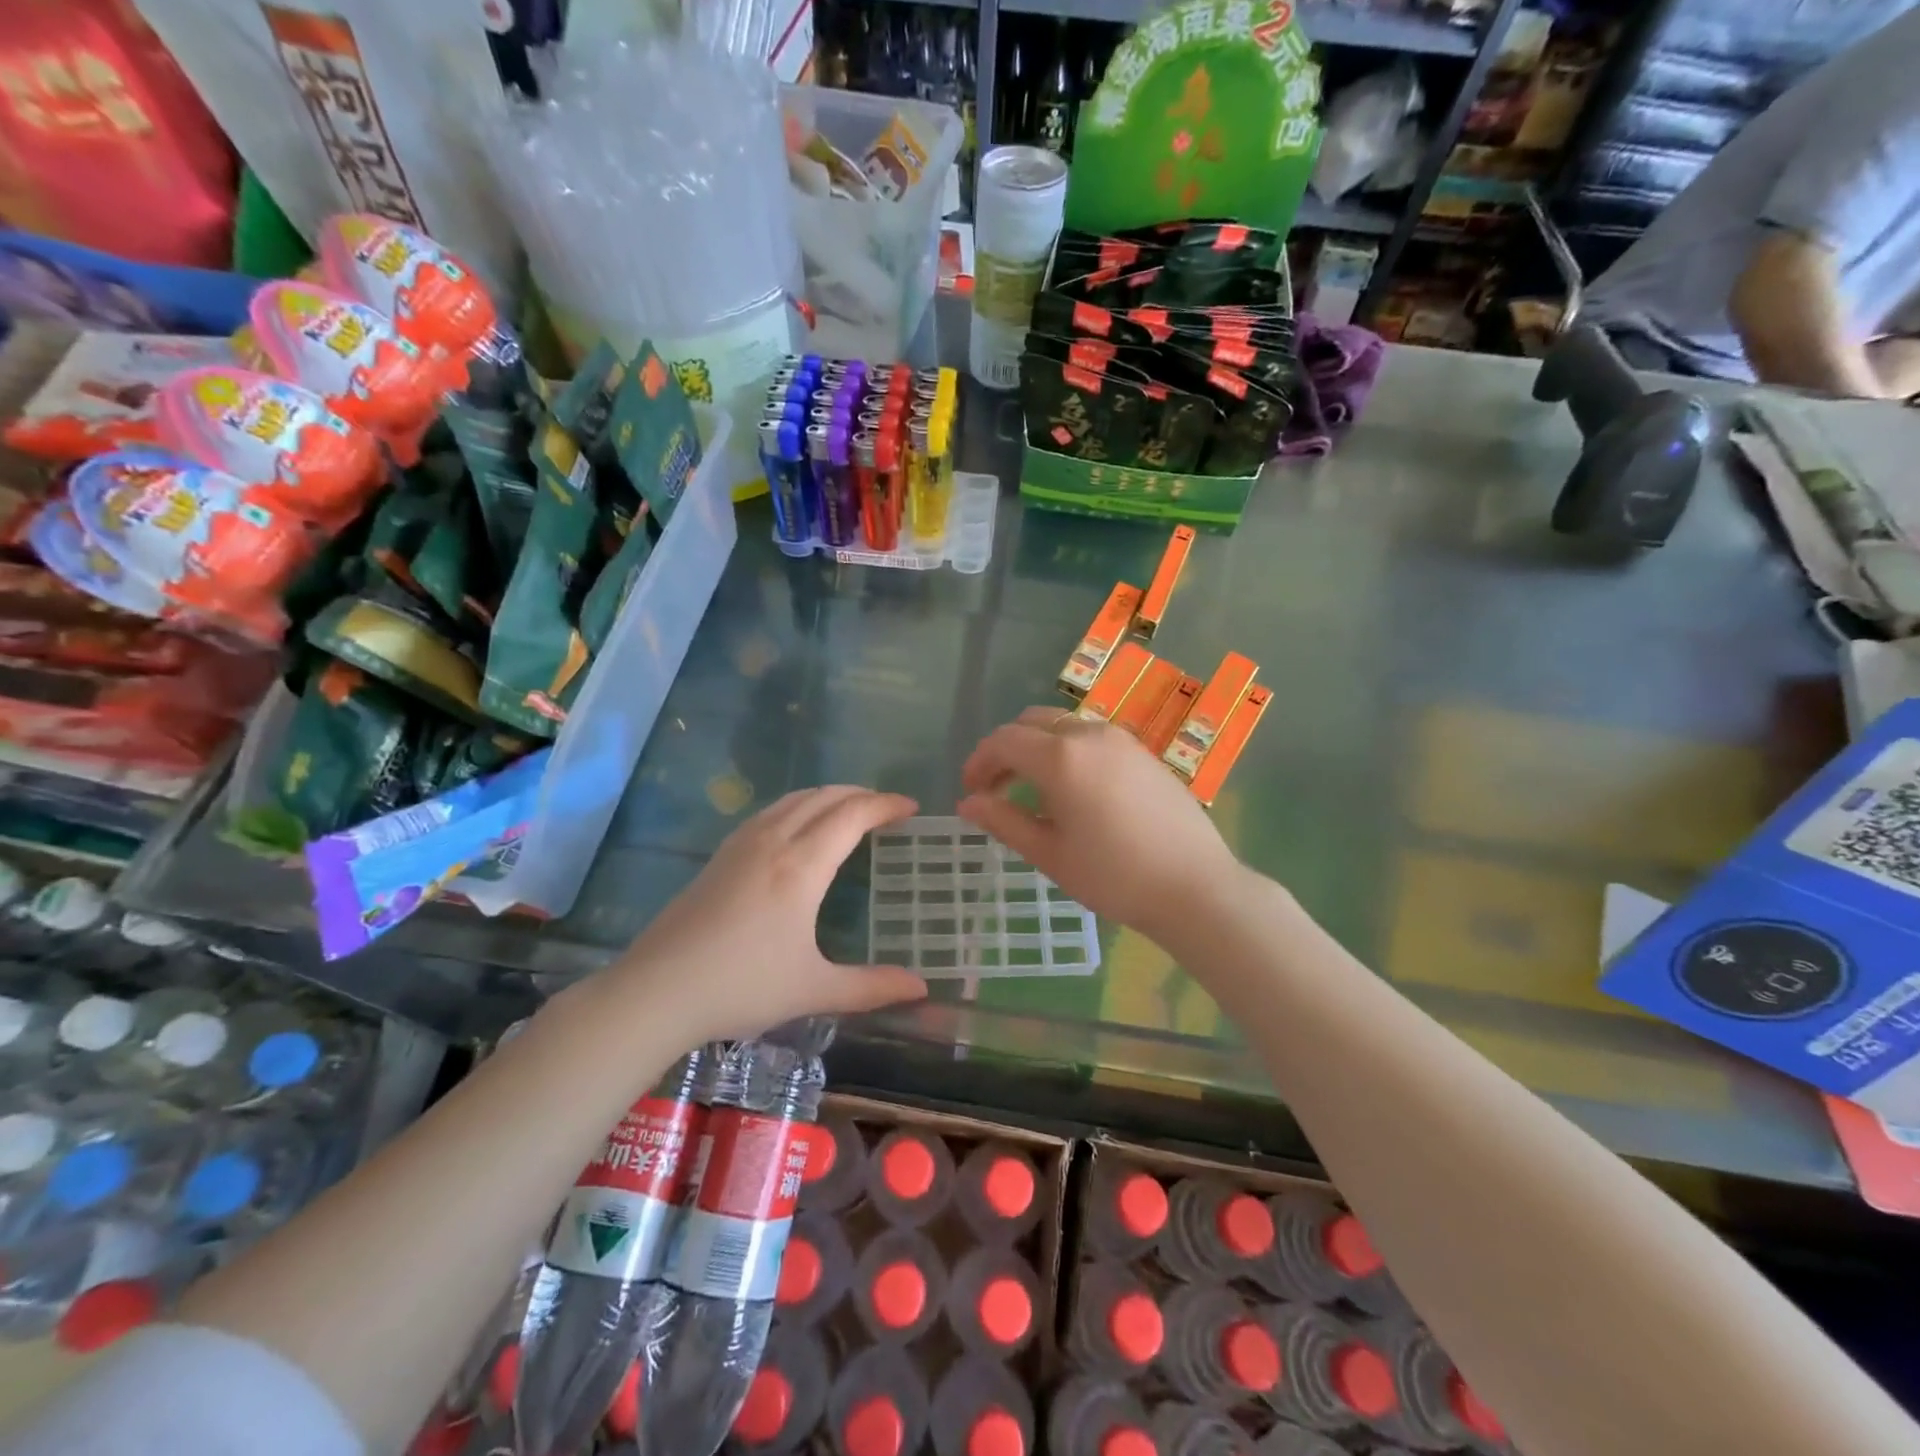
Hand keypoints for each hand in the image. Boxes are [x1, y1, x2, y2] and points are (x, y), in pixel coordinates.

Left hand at [614, 787, 927, 1044]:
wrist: (658, 990)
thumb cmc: (742, 987)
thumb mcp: (814, 990)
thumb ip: (871, 986)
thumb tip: (921, 988)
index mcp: (802, 866)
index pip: (852, 816)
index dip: (885, 805)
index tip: (911, 808)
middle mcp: (774, 841)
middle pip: (825, 797)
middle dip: (861, 794)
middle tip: (887, 808)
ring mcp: (742, 844)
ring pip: (794, 799)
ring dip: (829, 795)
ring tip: (850, 810)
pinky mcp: (720, 854)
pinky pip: (771, 811)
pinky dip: (799, 805)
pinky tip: (799, 827)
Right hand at [957, 708, 1244, 943]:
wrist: (1194, 886)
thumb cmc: (1113, 875)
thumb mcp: (1049, 853)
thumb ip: (1004, 821)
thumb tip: (967, 803)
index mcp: (1060, 756)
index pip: (1004, 741)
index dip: (980, 762)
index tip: (971, 792)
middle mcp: (1089, 733)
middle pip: (1033, 723)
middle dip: (1007, 750)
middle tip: (997, 789)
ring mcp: (1121, 739)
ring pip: (1064, 726)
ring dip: (1039, 748)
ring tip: (1034, 791)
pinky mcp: (1143, 752)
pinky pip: (1093, 737)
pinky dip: (1069, 751)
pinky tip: (1075, 790)